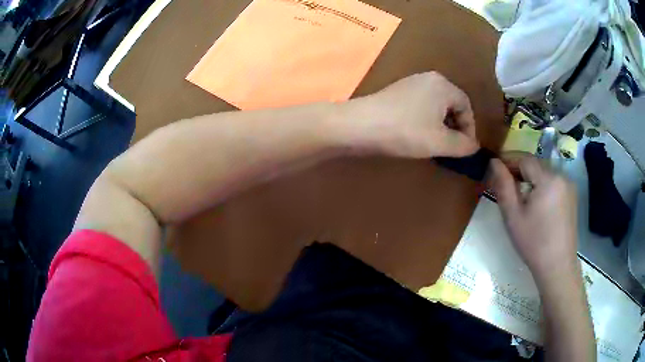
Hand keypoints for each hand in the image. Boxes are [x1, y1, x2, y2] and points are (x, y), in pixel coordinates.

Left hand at [341, 72, 478, 157]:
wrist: (359, 125)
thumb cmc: (405, 131)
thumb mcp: (440, 142)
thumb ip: (462, 145)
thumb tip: (474, 146)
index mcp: (443, 85)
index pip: (466, 107)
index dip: (469, 129)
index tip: (465, 149)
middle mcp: (429, 78)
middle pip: (452, 105)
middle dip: (455, 127)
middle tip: (452, 148)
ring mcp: (411, 83)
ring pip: (436, 107)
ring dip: (441, 126)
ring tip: (436, 144)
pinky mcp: (397, 92)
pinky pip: (421, 106)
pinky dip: (426, 121)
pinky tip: (419, 135)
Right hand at [489, 155, 578, 280]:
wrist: (557, 266)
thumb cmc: (533, 243)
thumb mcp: (513, 216)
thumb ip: (503, 185)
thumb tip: (494, 162)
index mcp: (548, 179)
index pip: (524, 158)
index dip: (508, 160)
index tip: (494, 169)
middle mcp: (561, 176)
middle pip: (535, 165)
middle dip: (519, 171)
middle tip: (504, 185)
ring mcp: (569, 186)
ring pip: (544, 173)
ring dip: (530, 179)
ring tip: (520, 197)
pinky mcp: (572, 196)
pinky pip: (553, 183)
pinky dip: (542, 186)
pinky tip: (536, 204)